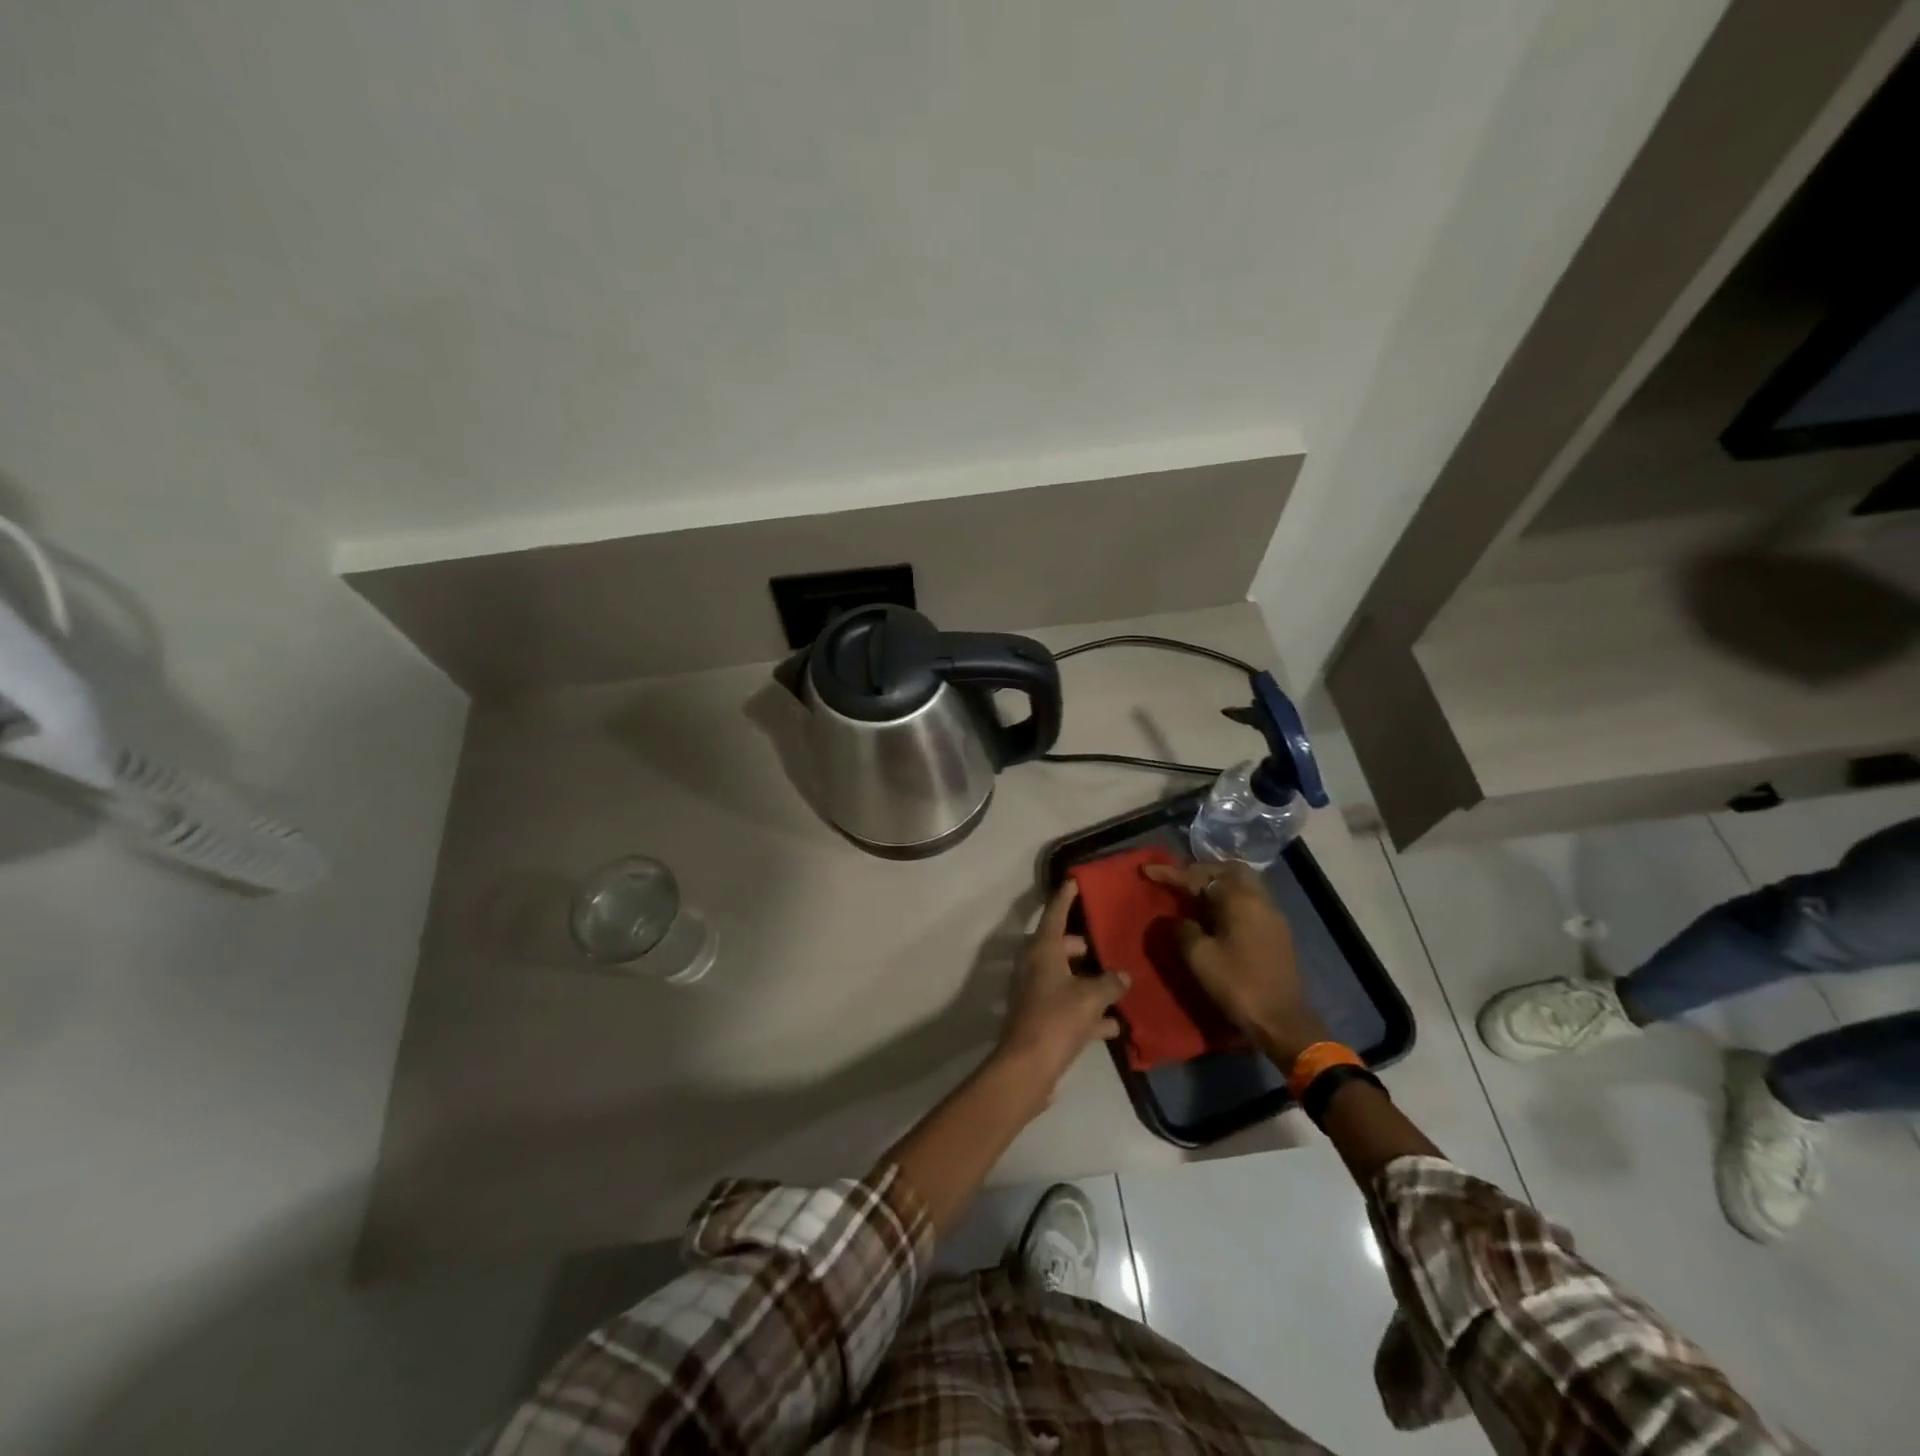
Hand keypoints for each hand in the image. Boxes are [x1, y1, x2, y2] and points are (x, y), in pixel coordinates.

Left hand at [993, 881, 1129, 1106]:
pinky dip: (1089, 1012)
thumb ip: (1110, 982)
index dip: (1065, 897)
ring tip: (1119, 982)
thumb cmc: (1057, 1019)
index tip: (1073, 881)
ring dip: (1089, 981)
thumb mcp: (1091, 997)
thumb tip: (1123, 976)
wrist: (1028, 1067)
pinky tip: (1115, 1025)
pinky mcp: (1041, 1020)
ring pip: (1066, 978)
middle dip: (1083, 946)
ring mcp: (1036, 993)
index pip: (1054, 914)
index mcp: (1042, 950)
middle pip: (1061, 947)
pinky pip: (1069, 1007)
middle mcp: (1035, 966)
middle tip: (1108, 942)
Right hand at [1143, 861, 1328, 1064]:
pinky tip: (1214, 914)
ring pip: (1242, 884)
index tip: (1148, 870)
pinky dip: (1229, 899)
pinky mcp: (1277, 931)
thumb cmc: (1238, 985)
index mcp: (1240, 899)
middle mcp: (1260, 899)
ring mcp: (1272, 915)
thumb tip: (1176, 919)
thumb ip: (1182, 930)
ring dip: (1216, 884)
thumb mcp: (1199, 957)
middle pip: (1228, 870)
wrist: (1282, 1021)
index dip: (1172, 873)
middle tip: (1178, 880)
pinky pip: (1249, 900)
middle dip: (1200, 871)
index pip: (1200, 877)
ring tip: (1192, 895)